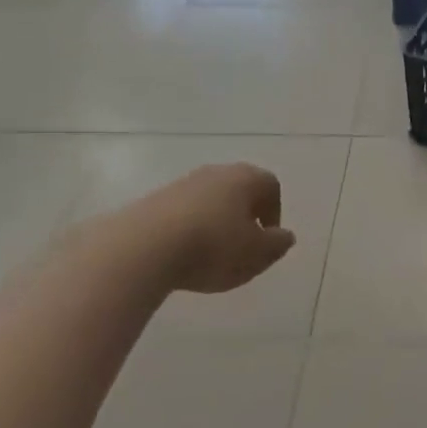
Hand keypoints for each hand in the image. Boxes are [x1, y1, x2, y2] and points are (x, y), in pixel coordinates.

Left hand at [117, 163, 296, 293]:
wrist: (143, 247)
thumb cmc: (214, 247)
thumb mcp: (258, 254)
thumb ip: (277, 244)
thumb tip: (283, 235)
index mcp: (246, 178)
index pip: (271, 186)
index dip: (274, 212)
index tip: (267, 239)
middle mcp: (215, 172)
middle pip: (239, 190)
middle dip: (244, 216)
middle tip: (242, 246)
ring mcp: (181, 184)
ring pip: (209, 200)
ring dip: (215, 223)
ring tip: (210, 254)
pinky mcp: (152, 200)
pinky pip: (182, 212)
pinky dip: (189, 230)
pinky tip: (183, 255)